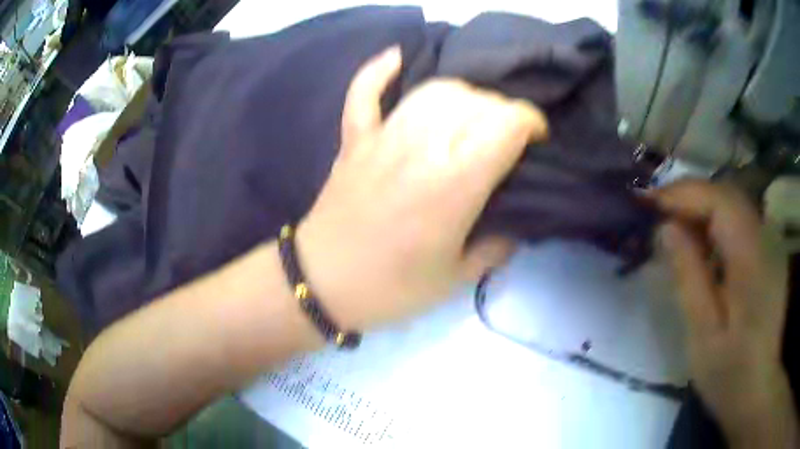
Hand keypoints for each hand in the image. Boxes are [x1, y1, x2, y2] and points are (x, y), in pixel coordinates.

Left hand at [296, 46, 546, 329]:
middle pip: (476, 101)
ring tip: (471, 117)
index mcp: (455, 182)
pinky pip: (364, 92)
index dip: (530, 121)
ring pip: (433, 90)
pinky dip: (378, 71)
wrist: (323, 283)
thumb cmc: (393, 288)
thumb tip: (515, 224)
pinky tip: (396, 58)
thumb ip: (496, 247)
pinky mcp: (354, 139)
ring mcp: (383, 137)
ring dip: (463, 96)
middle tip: (506, 139)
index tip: (537, 139)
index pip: (506, 122)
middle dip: (502, 113)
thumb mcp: (458, 278)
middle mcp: (422, 146)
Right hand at [654, 180, 797, 447]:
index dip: (683, 194)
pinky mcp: (770, 253)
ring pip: (734, 205)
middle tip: (656, 214)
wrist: (757, 389)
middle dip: (690, 198)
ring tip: (676, 230)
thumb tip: (666, 228)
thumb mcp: (702, 333)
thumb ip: (688, 276)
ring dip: (703, 210)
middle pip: (726, 195)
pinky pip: (742, 222)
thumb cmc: (729, 372)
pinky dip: (718, 224)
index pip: (718, 200)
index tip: (648, 203)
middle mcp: (766, 238)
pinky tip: (704, 247)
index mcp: (752, 258)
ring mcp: (771, 243)